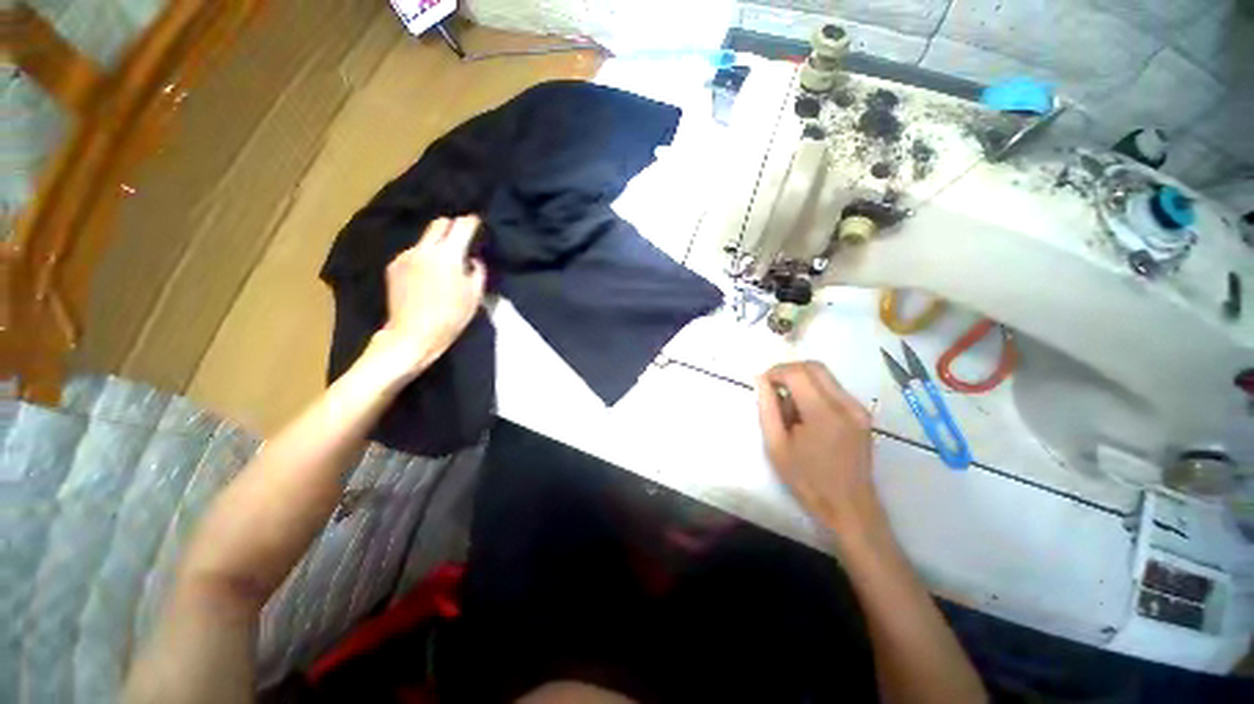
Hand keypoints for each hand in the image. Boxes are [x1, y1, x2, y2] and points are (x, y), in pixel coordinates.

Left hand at [368, 215, 486, 379]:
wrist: (413, 334)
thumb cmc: (451, 317)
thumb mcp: (474, 295)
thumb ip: (478, 270)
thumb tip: (473, 258)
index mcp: (447, 255)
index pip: (461, 225)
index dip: (472, 221)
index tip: (478, 223)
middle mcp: (424, 249)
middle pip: (440, 223)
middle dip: (453, 226)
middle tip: (463, 238)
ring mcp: (405, 256)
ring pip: (425, 238)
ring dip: (438, 243)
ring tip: (445, 260)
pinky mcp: (393, 265)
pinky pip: (414, 252)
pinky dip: (424, 256)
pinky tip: (428, 273)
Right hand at [757, 361, 885, 541]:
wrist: (849, 507)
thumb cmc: (807, 479)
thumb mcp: (776, 445)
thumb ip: (767, 408)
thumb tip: (760, 380)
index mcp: (823, 413)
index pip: (797, 373)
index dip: (775, 372)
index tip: (762, 384)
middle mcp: (846, 404)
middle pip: (814, 367)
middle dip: (788, 371)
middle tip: (772, 389)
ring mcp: (858, 408)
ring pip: (824, 376)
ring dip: (801, 382)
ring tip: (789, 409)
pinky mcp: (862, 414)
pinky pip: (833, 389)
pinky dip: (814, 391)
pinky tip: (806, 415)